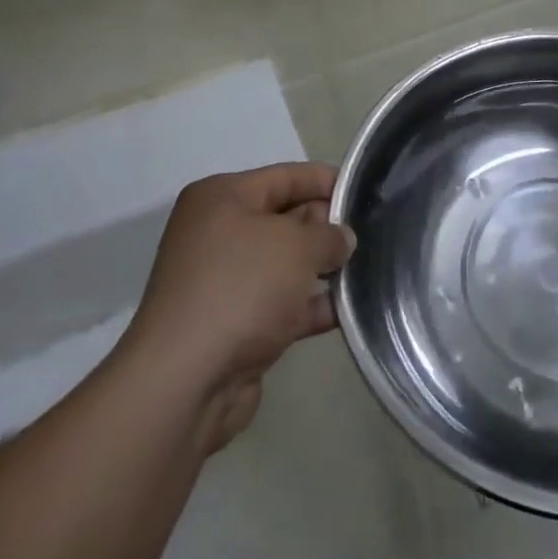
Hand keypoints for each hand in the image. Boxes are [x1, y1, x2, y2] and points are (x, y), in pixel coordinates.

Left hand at [116, 163, 354, 453]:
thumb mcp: (297, 246)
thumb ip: (329, 235)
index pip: (285, 176)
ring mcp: (223, 280)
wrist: (187, 382)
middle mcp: (218, 233)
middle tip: (370, 236)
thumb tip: (342, 239)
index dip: (327, 182)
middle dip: (326, 227)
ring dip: (322, 269)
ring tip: (368, 270)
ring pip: (285, 264)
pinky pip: (280, 302)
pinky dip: (309, 304)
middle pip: (286, 218)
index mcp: (222, 197)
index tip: (365, 193)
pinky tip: (347, 310)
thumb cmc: (242, 288)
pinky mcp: (232, 323)